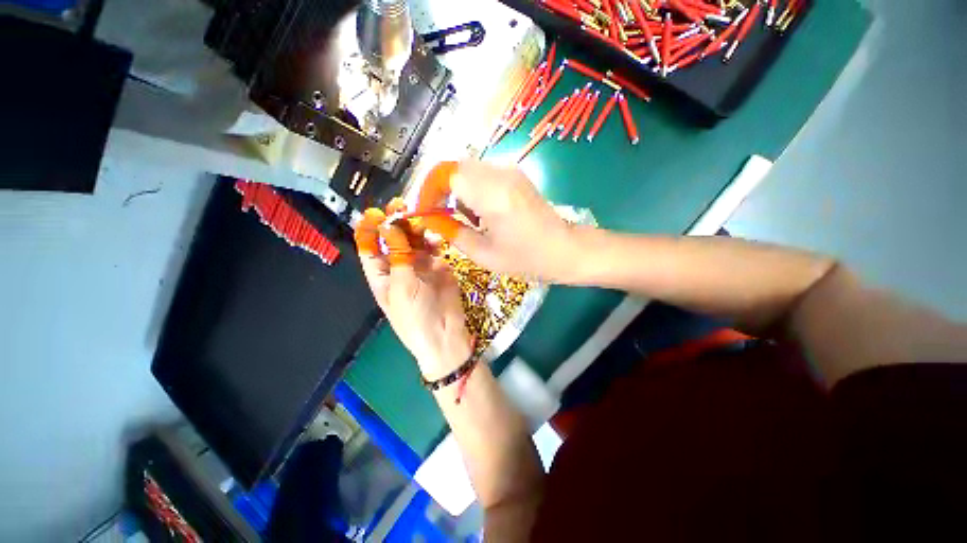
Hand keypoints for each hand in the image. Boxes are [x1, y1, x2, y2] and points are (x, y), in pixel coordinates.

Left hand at [355, 198, 472, 379]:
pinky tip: (436, 239)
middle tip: (402, 207)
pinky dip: (434, 240)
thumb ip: (398, 254)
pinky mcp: (439, 266)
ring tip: (421, 218)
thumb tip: (389, 225)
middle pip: (393, 238)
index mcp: (381, 274)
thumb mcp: (402, 286)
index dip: (370, 229)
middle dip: (395, 222)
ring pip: (414, 240)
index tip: (377, 212)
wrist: (445, 334)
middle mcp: (398, 266)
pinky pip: (434, 247)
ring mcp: (420, 265)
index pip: (369, 247)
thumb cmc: (415, 316)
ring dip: (416, 228)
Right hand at [417, 160, 575, 281]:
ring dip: (458, 190)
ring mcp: (510, 172)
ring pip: (468, 169)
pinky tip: (482, 212)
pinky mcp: (516, 175)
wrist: (565, 249)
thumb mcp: (484, 254)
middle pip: (455, 168)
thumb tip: (431, 220)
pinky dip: (473, 189)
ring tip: (466, 219)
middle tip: (441, 215)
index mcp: (492, 195)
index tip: (426, 211)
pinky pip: (483, 174)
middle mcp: (501, 175)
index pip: (447, 174)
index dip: (429, 190)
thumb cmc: (526, 258)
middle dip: (441, 190)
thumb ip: (453, 234)